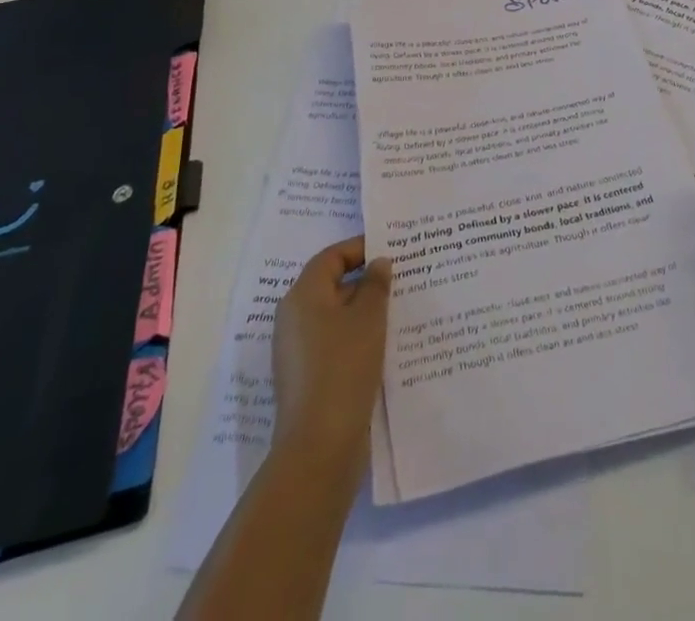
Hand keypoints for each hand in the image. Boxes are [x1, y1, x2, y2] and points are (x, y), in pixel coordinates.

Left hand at [272, 236, 391, 478]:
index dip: (360, 248)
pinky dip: (356, 337)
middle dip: (365, 280)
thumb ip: (376, 284)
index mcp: (302, 296)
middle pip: (331, 285)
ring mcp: (297, 351)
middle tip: (400, 277)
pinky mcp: (307, 377)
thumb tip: (377, 263)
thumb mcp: (369, 318)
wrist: (319, 447)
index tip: (391, 249)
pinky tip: (384, 344)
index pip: (331, 257)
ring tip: (398, 309)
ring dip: (363, 310)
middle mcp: (293, 318)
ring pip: (334, 316)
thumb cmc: (344, 367)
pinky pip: (334, 342)